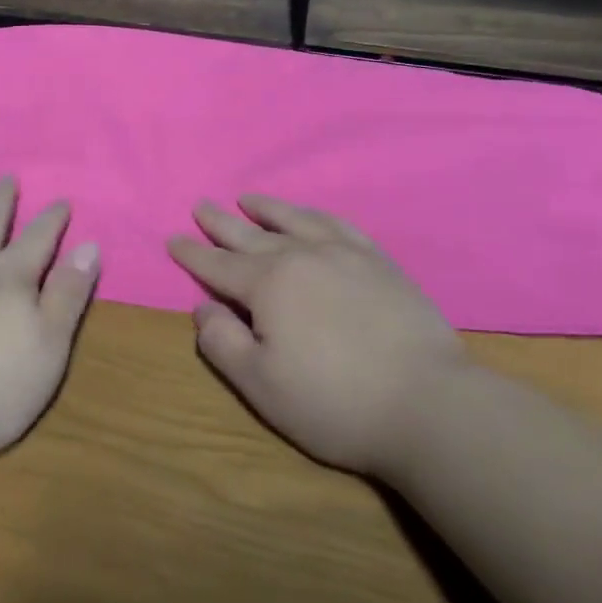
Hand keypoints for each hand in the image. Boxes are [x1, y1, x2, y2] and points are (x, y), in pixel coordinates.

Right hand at [167, 195, 466, 472]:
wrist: (428, 403)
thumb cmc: (335, 402)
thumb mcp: (261, 385)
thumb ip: (223, 343)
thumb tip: (203, 307)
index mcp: (267, 285)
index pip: (217, 266)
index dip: (192, 254)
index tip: (173, 239)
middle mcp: (299, 256)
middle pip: (249, 234)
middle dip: (220, 222)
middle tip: (201, 205)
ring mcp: (342, 253)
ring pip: (293, 220)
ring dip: (266, 209)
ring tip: (248, 199)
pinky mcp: (378, 261)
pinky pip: (337, 224)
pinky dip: (314, 215)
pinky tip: (309, 216)